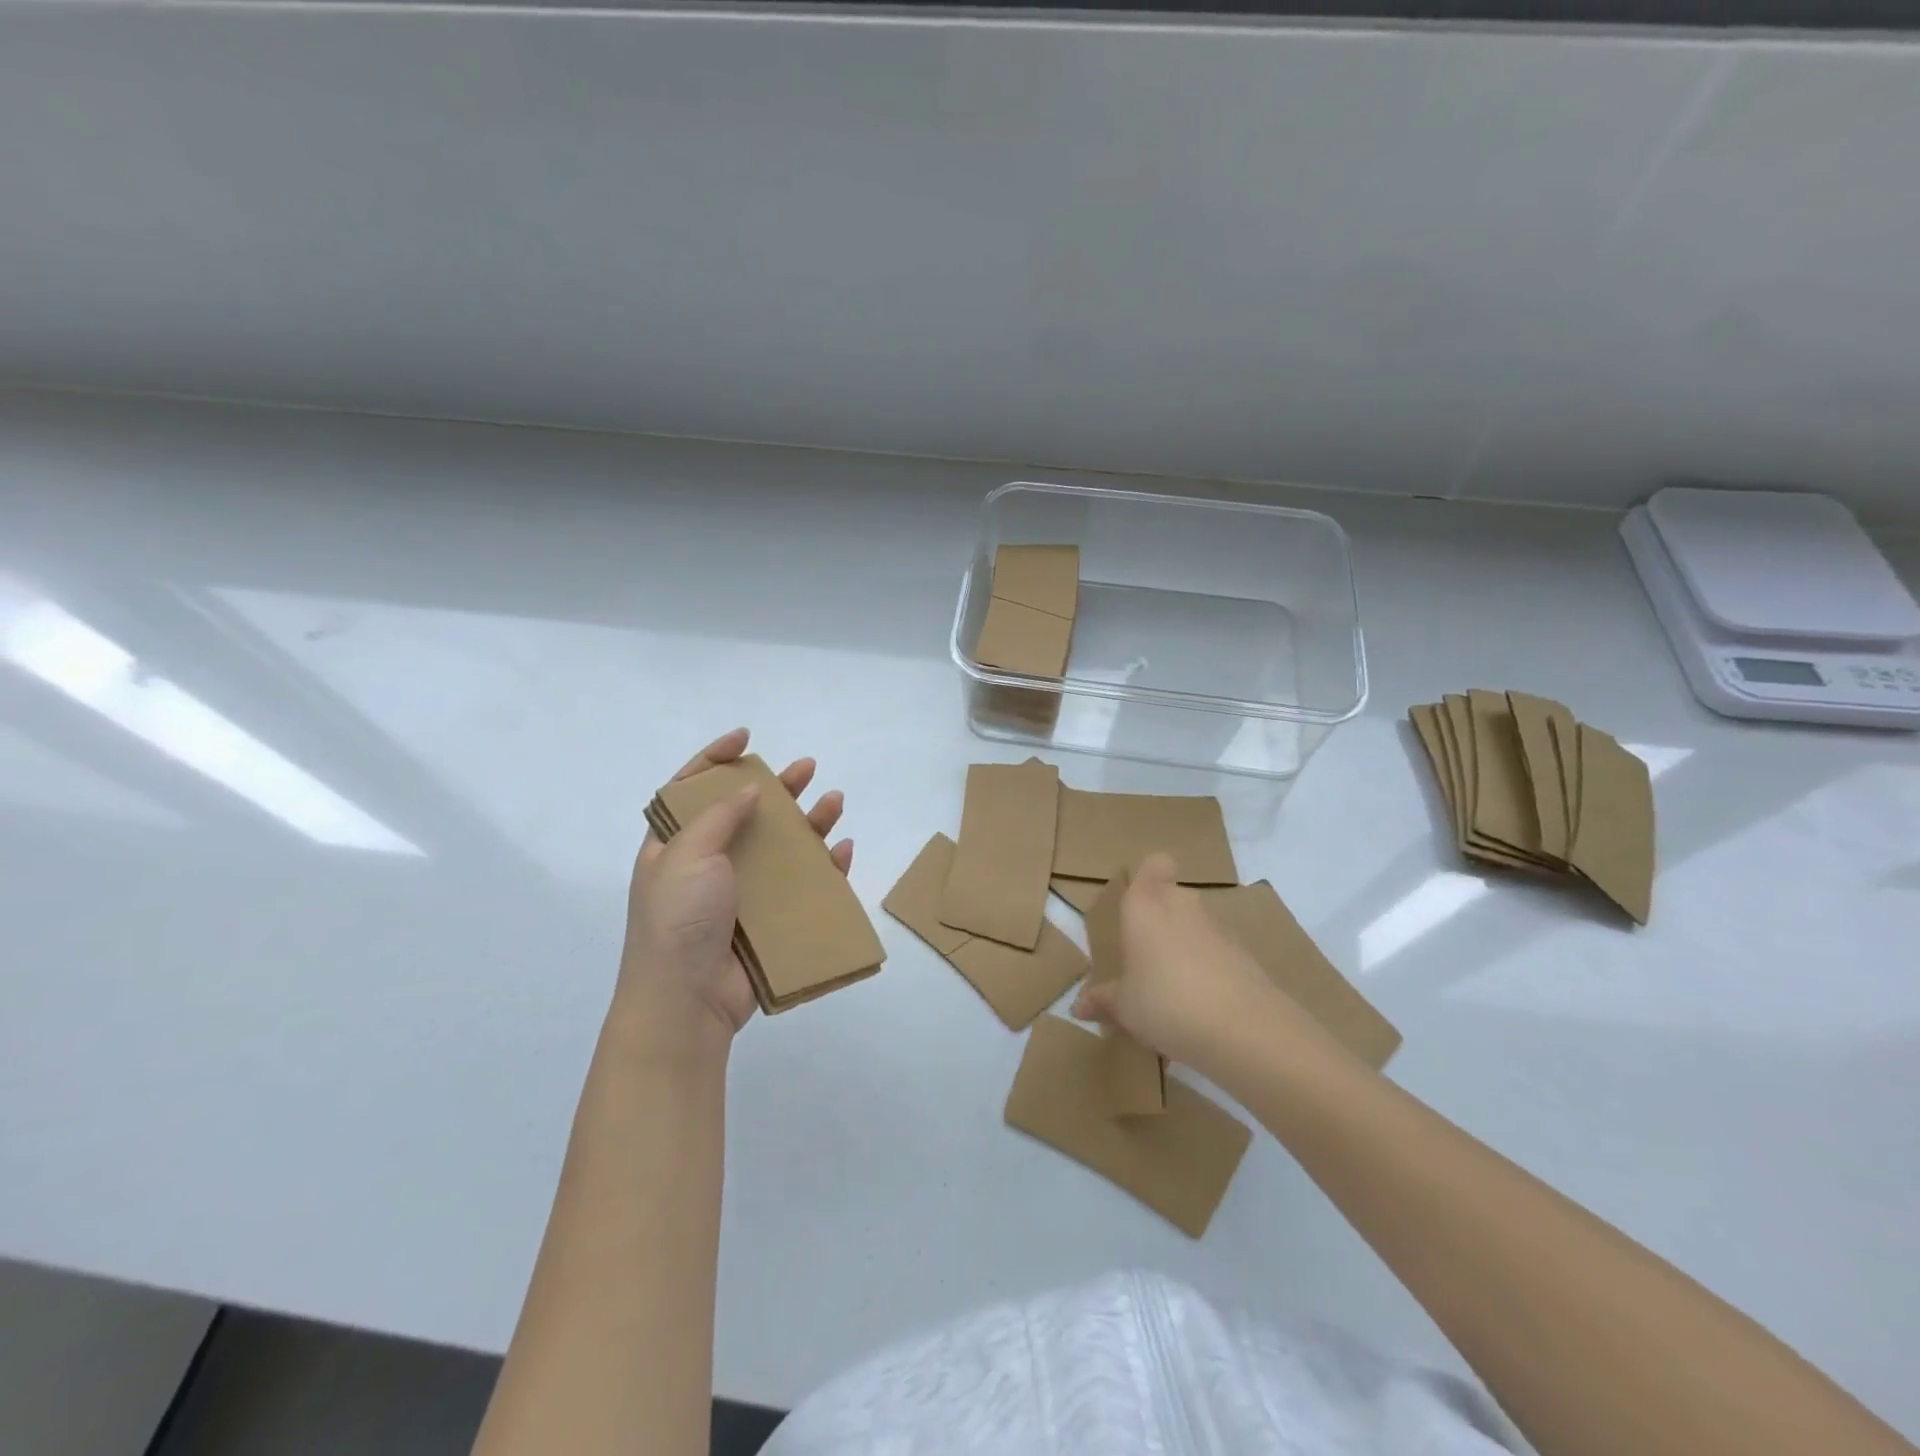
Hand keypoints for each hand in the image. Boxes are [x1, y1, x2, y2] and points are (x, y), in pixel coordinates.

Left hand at [623, 728, 852, 1038]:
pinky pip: (801, 887)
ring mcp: (739, 893)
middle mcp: (707, 864)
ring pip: (780, 847)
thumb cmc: (678, 920)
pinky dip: (824, 868)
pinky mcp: (767, 921)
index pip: (691, 789)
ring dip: (808, 823)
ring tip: (834, 802)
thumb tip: (746, 788)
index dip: (715, 758)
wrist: (686, 1002)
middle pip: (746, 813)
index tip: (746, 737)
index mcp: (674, 845)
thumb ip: (719, 816)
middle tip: (806, 768)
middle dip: (776, 787)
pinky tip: (841, 851)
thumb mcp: (687, 855)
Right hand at [1071, 854, 1296, 1073]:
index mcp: (1145, 906)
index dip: (1150, 877)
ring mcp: (1219, 928)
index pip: (1154, 865)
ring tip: (1173, 989)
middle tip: (1146, 956)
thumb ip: (1103, 1001)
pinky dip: (1211, 969)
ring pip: (1197, 925)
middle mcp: (1182, 905)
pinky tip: (1203, 1007)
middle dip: (1162, 919)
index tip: (1138, 904)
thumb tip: (1079, 1007)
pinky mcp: (1246, 955)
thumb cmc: (1165, 1003)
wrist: (1245, 1030)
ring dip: (1187, 946)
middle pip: (1174, 896)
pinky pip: (1219, 953)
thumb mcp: (1124, 1008)